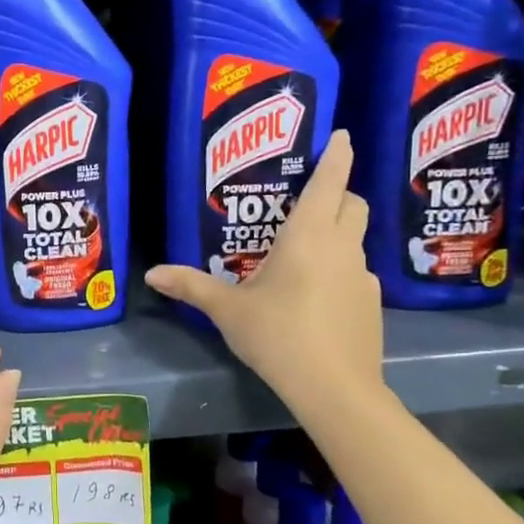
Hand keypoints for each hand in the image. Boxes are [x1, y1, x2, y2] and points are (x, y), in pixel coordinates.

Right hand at [145, 129, 383, 418]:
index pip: (329, 182)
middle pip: (352, 204)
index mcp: (308, 236)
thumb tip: (152, 273)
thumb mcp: (228, 310)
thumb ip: (191, 287)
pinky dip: (340, 269)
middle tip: (311, 195)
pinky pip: (356, 272)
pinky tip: (316, 295)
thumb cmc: (279, 335)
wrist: (335, 388)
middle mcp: (342, 247)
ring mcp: (363, 276)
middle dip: (339, 191)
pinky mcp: (371, 304)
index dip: (337, 155)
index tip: (342, 135)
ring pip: (356, 239)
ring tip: (305, 249)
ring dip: (338, 232)